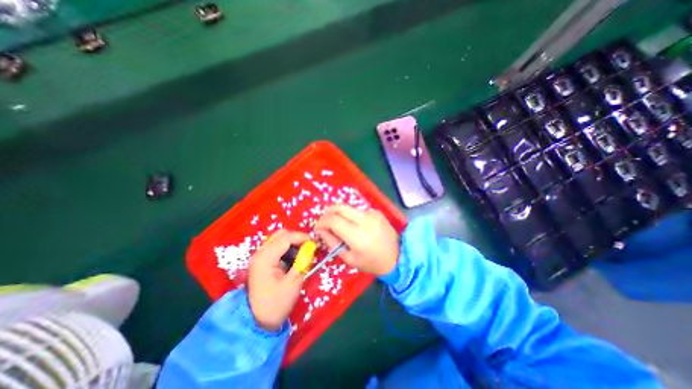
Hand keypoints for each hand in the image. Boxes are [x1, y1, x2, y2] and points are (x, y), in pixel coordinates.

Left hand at [248, 229, 309, 331]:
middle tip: (308, 248)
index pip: (286, 238)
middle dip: (297, 238)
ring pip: (278, 239)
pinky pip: (276, 247)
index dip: (302, 237)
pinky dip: (286, 249)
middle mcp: (260, 253)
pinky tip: (292, 259)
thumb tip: (312, 246)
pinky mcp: (261, 261)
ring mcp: (259, 256)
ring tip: (302, 254)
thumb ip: (303, 261)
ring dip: (292, 243)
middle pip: (281, 235)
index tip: (314, 243)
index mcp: (265, 258)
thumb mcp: (294, 282)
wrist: (257, 322)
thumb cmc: (276, 304)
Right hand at [314, 205, 399, 274]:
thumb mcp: (349, 258)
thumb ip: (332, 242)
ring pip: (348, 208)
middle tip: (325, 223)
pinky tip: (355, 226)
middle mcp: (365, 220)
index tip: (318, 228)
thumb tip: (321, 230)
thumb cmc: (372, 263)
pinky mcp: (376, 211)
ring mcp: (372, 213)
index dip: (321, 222)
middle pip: (339, 207)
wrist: (398, 257)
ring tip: (340, 226)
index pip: (333, 220)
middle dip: (327, 213)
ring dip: (339, 214)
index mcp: (358, 236)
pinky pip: (357, 210)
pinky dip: (351, 216)